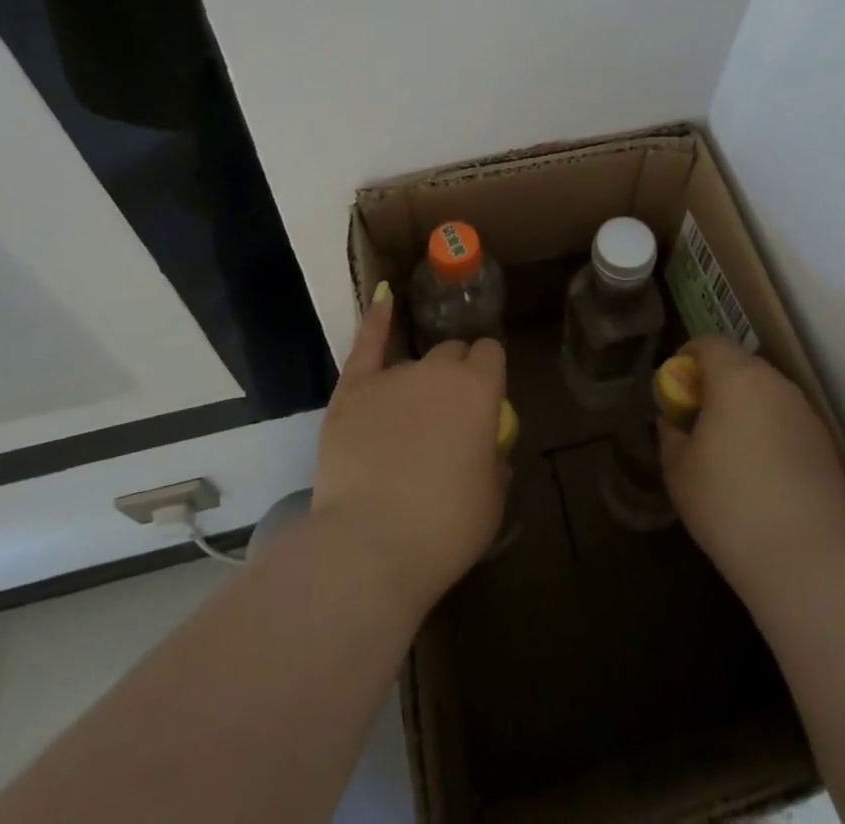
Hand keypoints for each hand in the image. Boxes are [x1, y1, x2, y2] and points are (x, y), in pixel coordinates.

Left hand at [310, 284, 508, 613]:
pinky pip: (366, 345)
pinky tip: (382, 298)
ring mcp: (391, 376)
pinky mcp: (352, 391)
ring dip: (418, 381)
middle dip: (455, 373)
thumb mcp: (492, 499)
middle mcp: (437, 370)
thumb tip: (486, 448)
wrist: (371, 545)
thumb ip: (493, 461)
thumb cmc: (445, 528)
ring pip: (413, 361)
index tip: (485, 398)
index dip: (488, 372)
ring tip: (408, 420)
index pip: (490, 354)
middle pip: (452, 353)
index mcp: (479, 389)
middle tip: (448, 415)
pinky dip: (375, 321)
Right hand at [659, 337, 844, 598]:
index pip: (709, 343)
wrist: (807, 560)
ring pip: (766, 394)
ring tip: (730, 450)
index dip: (687, 358)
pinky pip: (787, 422)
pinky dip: (770, 432)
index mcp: (737, 378)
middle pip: (740, 366)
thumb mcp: (678, 470)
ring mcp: (806, 414)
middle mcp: (775, 385)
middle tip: (698, 419)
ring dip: (745, 408)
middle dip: (716, 384)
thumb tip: (672, 422)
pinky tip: (762, 474)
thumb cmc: (729, 504)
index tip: (676, 389)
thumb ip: (670, 435)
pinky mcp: (826, 445)